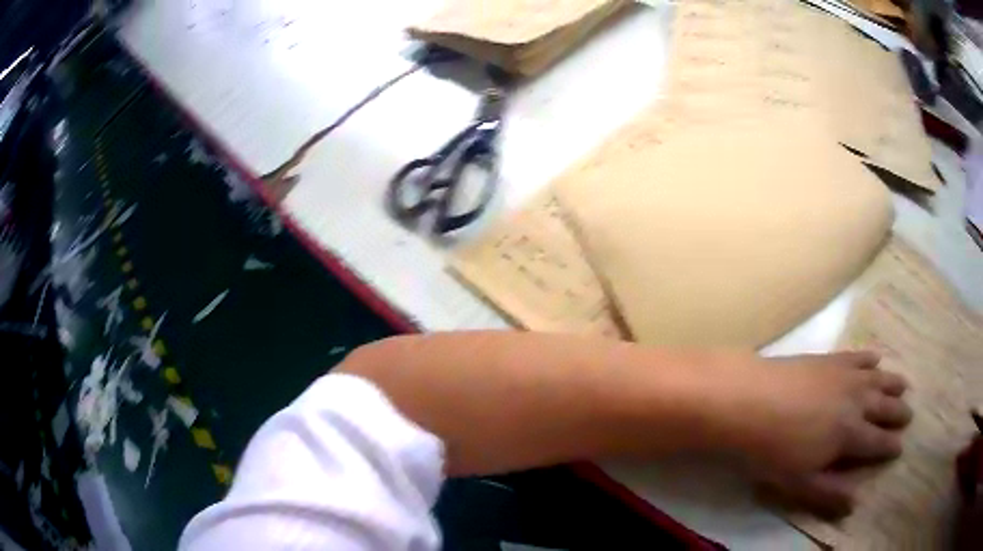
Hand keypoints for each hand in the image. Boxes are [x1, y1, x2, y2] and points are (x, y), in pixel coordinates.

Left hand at [708, 351, 911, 517]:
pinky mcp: (829, 359)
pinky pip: (857, 357)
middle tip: (909, 414)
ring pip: (877, 379)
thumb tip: (855, 503)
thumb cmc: (773, 450)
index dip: (890, 446)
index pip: (877, 443)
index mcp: (850, 435)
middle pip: (884, 407)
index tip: (901, 446)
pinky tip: (876, 358)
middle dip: (898, 412)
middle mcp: (856, 401)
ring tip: (904, 384)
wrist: (748, 400)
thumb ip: (829, 493)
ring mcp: (844, 376)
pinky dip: (870, 358)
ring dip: (892, 383)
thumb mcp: (799, 483)